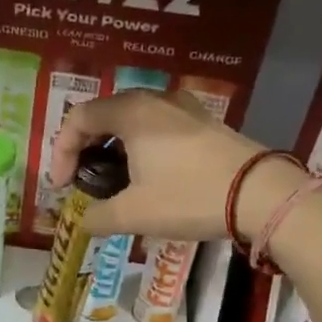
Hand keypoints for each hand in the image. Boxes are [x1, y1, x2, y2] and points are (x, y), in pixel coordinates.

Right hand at [48, 90, 301, 242]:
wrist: (261, 194)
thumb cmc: (189, 197)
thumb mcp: (134, 214)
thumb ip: (98, 217)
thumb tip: (83, 221)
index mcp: (130, 112)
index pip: (78, 119)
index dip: (61, 152)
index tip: (62, 187)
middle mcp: (154, 100)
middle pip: (104, 115)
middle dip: (85, 148)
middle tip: (83, 181)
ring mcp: (183, 107)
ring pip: (132, 120)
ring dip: (113, 148)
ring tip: (114, 181)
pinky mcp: (204, 122)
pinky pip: (158, 126)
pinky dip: (140, 146)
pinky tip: (149, 176)